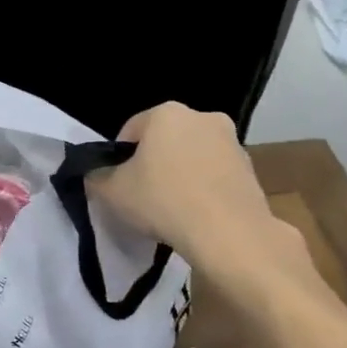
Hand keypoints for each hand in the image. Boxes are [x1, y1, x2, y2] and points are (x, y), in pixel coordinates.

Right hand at [91, 104, 316, 304]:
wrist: (229, 234)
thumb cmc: (163, 201)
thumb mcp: (111, 191)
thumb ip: (95, 177)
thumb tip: (95, 175)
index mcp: (166, 113)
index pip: (130, 131)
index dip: (119, 159)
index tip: (119, 185)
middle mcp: (202, 117)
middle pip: (164, 140)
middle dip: (153, 163)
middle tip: (143, 195)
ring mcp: (232, 142)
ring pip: (192, 156)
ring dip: (180, 175)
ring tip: (171, 209)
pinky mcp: (251, 170)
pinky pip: (215, 175)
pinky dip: (204, 189)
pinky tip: (196, 215)